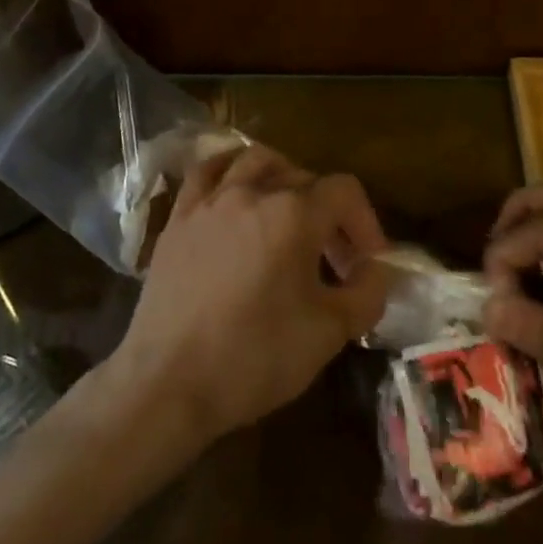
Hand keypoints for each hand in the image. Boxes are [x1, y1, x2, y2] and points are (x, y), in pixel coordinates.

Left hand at [105, 145, 389, 446]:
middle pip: (304, 176)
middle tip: (333, 257)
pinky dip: (229, 170)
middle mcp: (252, 192)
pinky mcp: (179, 217)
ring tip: (289, 212)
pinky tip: (235, 191)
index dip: (365, 222)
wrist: (168, 382)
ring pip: (255, 161)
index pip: (344, 191)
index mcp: (294, 214)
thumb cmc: (254, 357)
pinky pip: (206, 172)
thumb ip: (366, 294)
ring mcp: (210, 201)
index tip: (368, 262)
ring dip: (282, 178)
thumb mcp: (328, 334)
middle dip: (328, 212)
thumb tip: (374, 271)